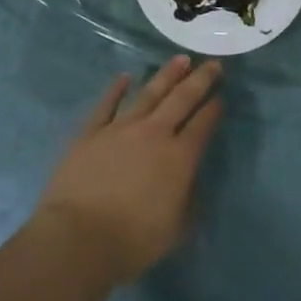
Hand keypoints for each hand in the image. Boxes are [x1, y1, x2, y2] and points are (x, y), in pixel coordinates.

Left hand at [33, 56, 222, 286]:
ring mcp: (121, 128)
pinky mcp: (91, 131)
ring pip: (149, 93)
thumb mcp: (175, 230)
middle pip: (181, 99)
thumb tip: (189, 181)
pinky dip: (116, 88)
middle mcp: (154, 134)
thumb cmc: (132, 241)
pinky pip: (107, 104)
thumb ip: (187, 201)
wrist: (78, 237)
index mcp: (179, 158)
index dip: (214, 109)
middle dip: (200, 79)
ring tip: (180, 59)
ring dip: (167, 75)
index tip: (222, 96)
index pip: (203, 126)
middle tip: (213, 63)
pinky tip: (125, 77)